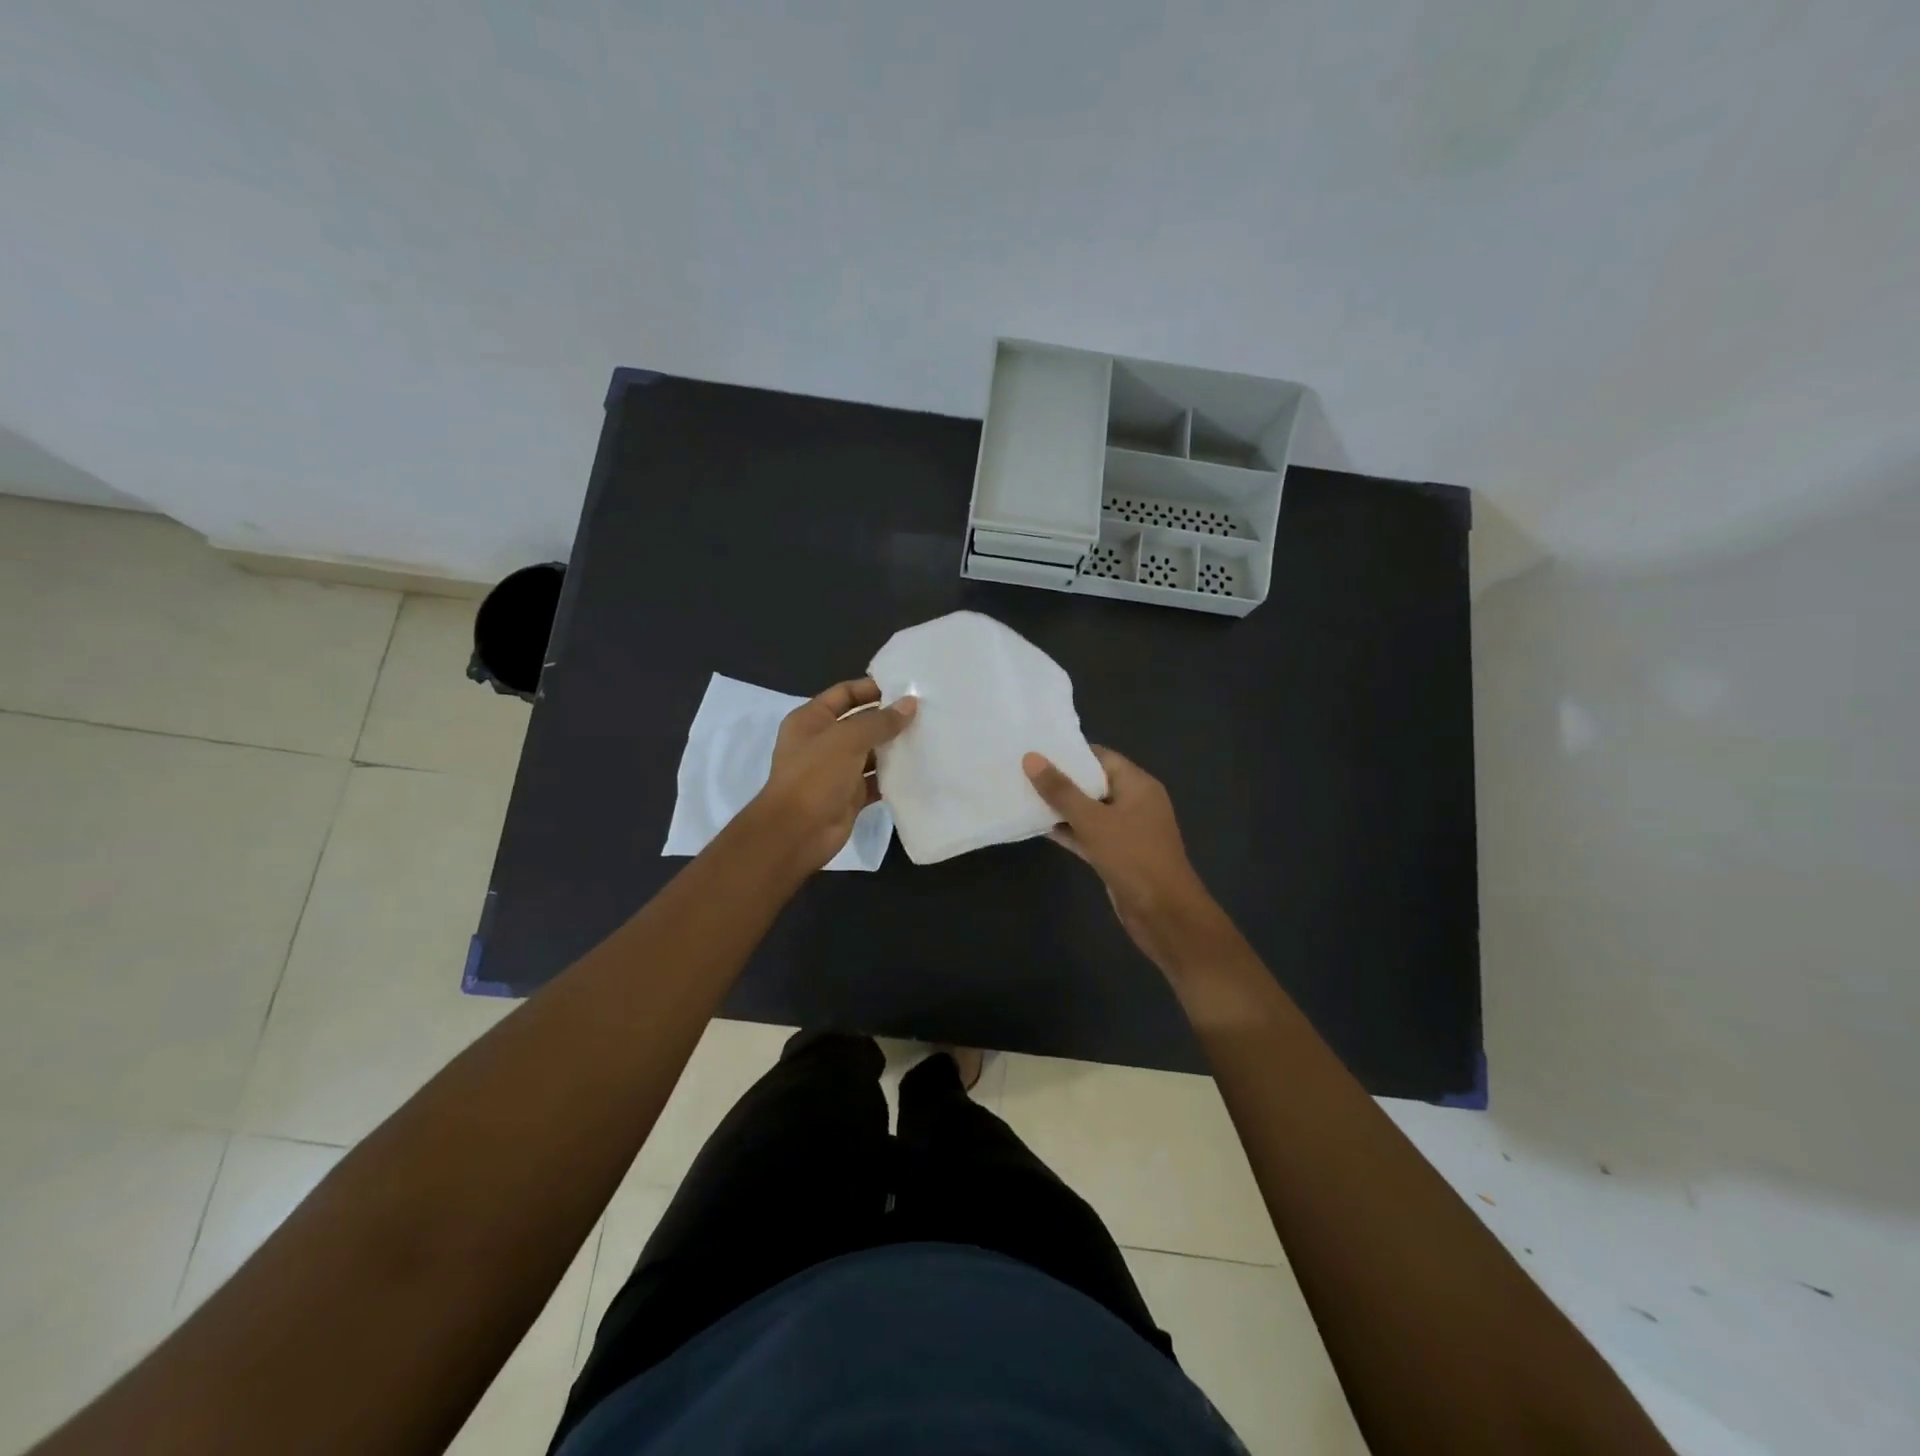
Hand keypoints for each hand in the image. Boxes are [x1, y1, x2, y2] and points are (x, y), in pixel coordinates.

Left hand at [750, 678, 916, 872]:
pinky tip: (919, 769)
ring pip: (870, 752)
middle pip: (860, 722)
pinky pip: (875, 780)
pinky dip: (893, 776)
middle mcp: (823, 742)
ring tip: (928, 737)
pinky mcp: (849, 795)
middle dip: (889, 718)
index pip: (844, 693)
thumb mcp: (847, 740)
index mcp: (811, 720)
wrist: (797, 832)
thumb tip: (910, 704)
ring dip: (894, 747)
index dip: (872, 688)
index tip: (906, 688)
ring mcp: (836, 770)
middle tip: (926, 713)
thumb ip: (880, 721)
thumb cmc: (815, 776)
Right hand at [1023, 746, 1229, 974]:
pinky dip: (1067, 830)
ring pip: (1088, 811)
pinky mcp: (1116, 855)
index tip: (1036, 747)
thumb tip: (1031, 758)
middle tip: (1021, 769)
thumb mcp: (1093, 821)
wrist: (1164, 914)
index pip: (1101, 757)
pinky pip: (1088, 834)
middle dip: (1060, 779)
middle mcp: (1134, 802)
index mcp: (1137, 785)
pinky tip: (1037, 826)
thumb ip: (1061, 790)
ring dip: (1060, 807)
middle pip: (1093, 783)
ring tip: (1022, 794)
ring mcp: (1126, 830)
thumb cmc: (1133, 858)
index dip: (1070, 752)